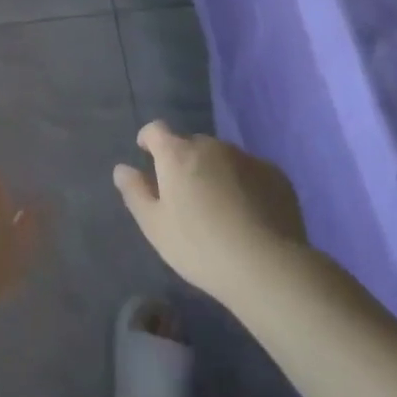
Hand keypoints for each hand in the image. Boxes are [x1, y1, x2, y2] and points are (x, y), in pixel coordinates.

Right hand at [113, 122, 309, 299]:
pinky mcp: (275, 174)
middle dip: (184, 162)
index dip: (149, 140)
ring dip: (215, 172)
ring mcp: (246, 157)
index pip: (156, 130)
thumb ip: (135, 192)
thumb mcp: (155, 226)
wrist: (267, 266)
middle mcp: (211, 146)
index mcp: (177, 154)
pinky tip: (249, 215)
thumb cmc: (200, 247)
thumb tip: (122, 169)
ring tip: (220, 208)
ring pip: (222, 158)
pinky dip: (244, 184)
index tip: (148, 156)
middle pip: (191, 145)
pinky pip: (250, 172)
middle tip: (186, 196)